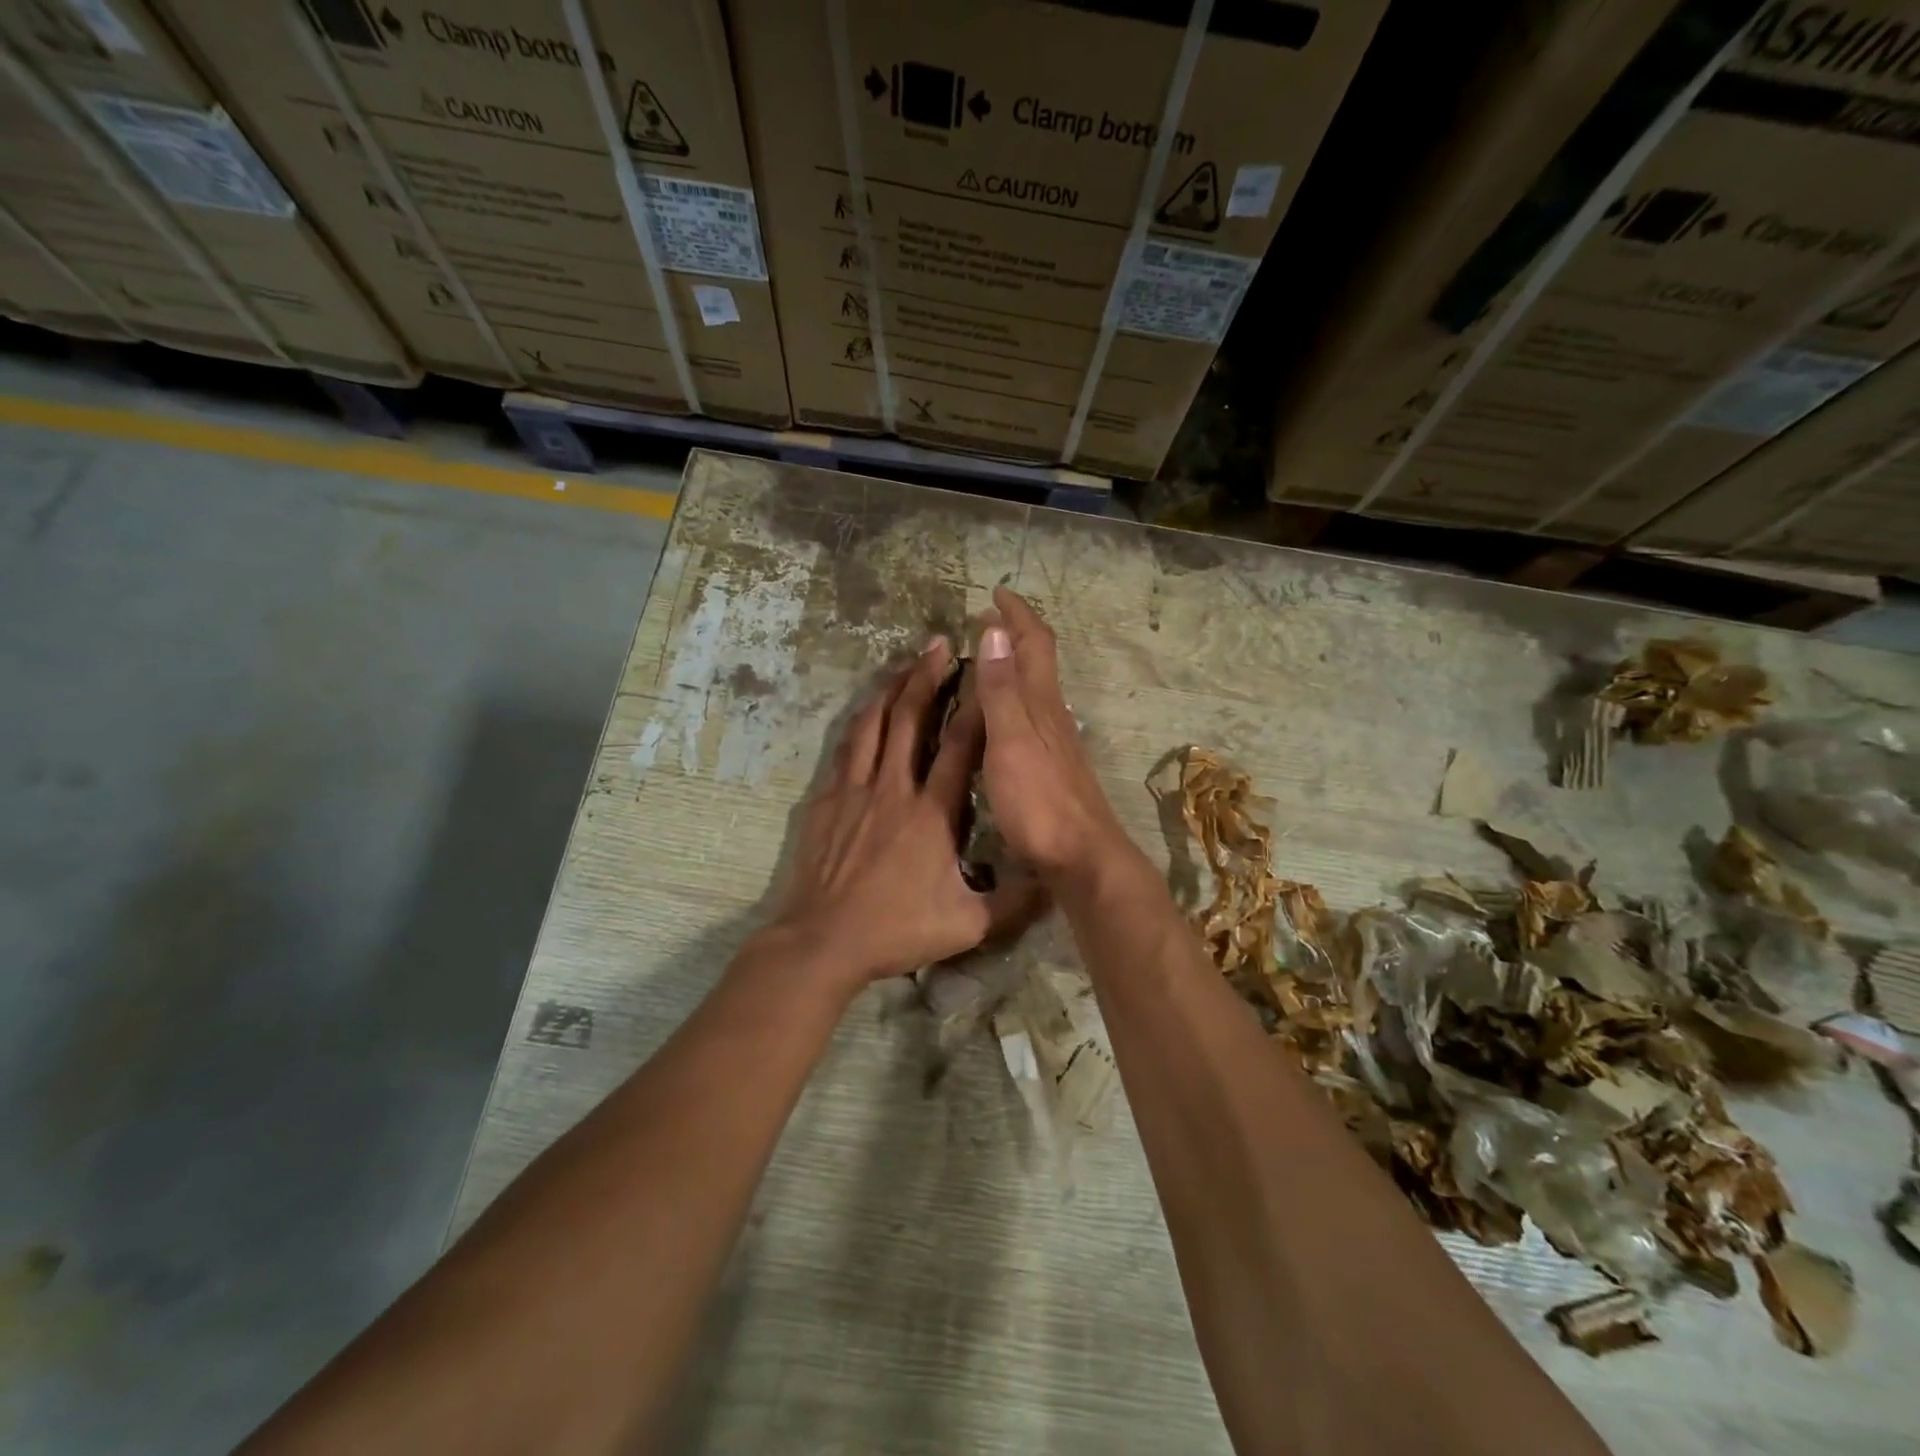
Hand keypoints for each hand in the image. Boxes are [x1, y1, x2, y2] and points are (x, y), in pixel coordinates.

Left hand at [769, 639, 1039, 986]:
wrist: (823, 941)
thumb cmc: (896, 929)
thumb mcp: (967, 925)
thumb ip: (1013, 903)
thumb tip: (1051, 884)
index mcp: (932, 813)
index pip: (960, 747)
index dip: (975, 705)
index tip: (984, 671)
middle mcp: (894, 789)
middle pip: (911, 718)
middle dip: (927, 677)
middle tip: (940, 644)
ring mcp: (856, 790)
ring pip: (874, 724)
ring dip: (891, 689)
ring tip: (906, 663)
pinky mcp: (828, 800)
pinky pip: (846, 748)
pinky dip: (860, 722)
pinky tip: (866, 711)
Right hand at [975, 587, 1130, 884]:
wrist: (1081, 857)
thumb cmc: (1040, 800)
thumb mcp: (1011, 740)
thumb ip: (1001, 689)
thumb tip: (997, 629)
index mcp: (1041, 702)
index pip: (1034, 643)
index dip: (1018, 614)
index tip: (998, 593)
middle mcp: (1052, 714)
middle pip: (1038, 661)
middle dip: (1016, 634)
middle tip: (988, 620)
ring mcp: (1055, 742)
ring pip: (1035, 689)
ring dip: (1014, 665)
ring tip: (987, 659)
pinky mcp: (1051, 767)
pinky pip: (1030, 715)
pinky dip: (1012, 698)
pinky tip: (1000, 716)